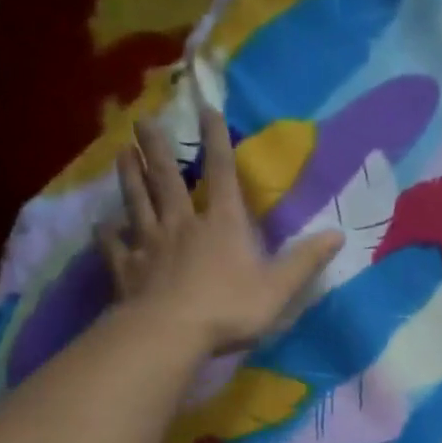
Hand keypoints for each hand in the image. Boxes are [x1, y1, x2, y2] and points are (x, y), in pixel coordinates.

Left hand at [100, 109, 341, 353]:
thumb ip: (305, 261)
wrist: (170, 334)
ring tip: (122, 152)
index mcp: (222, 225)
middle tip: (143, 120)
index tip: (206, 109)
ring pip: (137, 202)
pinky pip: (114, 245)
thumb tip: (338, 234)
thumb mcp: (279, 288)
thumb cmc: (229, 309)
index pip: (221, 174)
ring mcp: (150, 244)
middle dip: (158, 148)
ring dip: (130, 176)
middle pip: (167, 179)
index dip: (216, 141)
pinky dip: (108, 233)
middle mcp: (183, 224)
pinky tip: (103, 224)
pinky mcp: (126, 268)